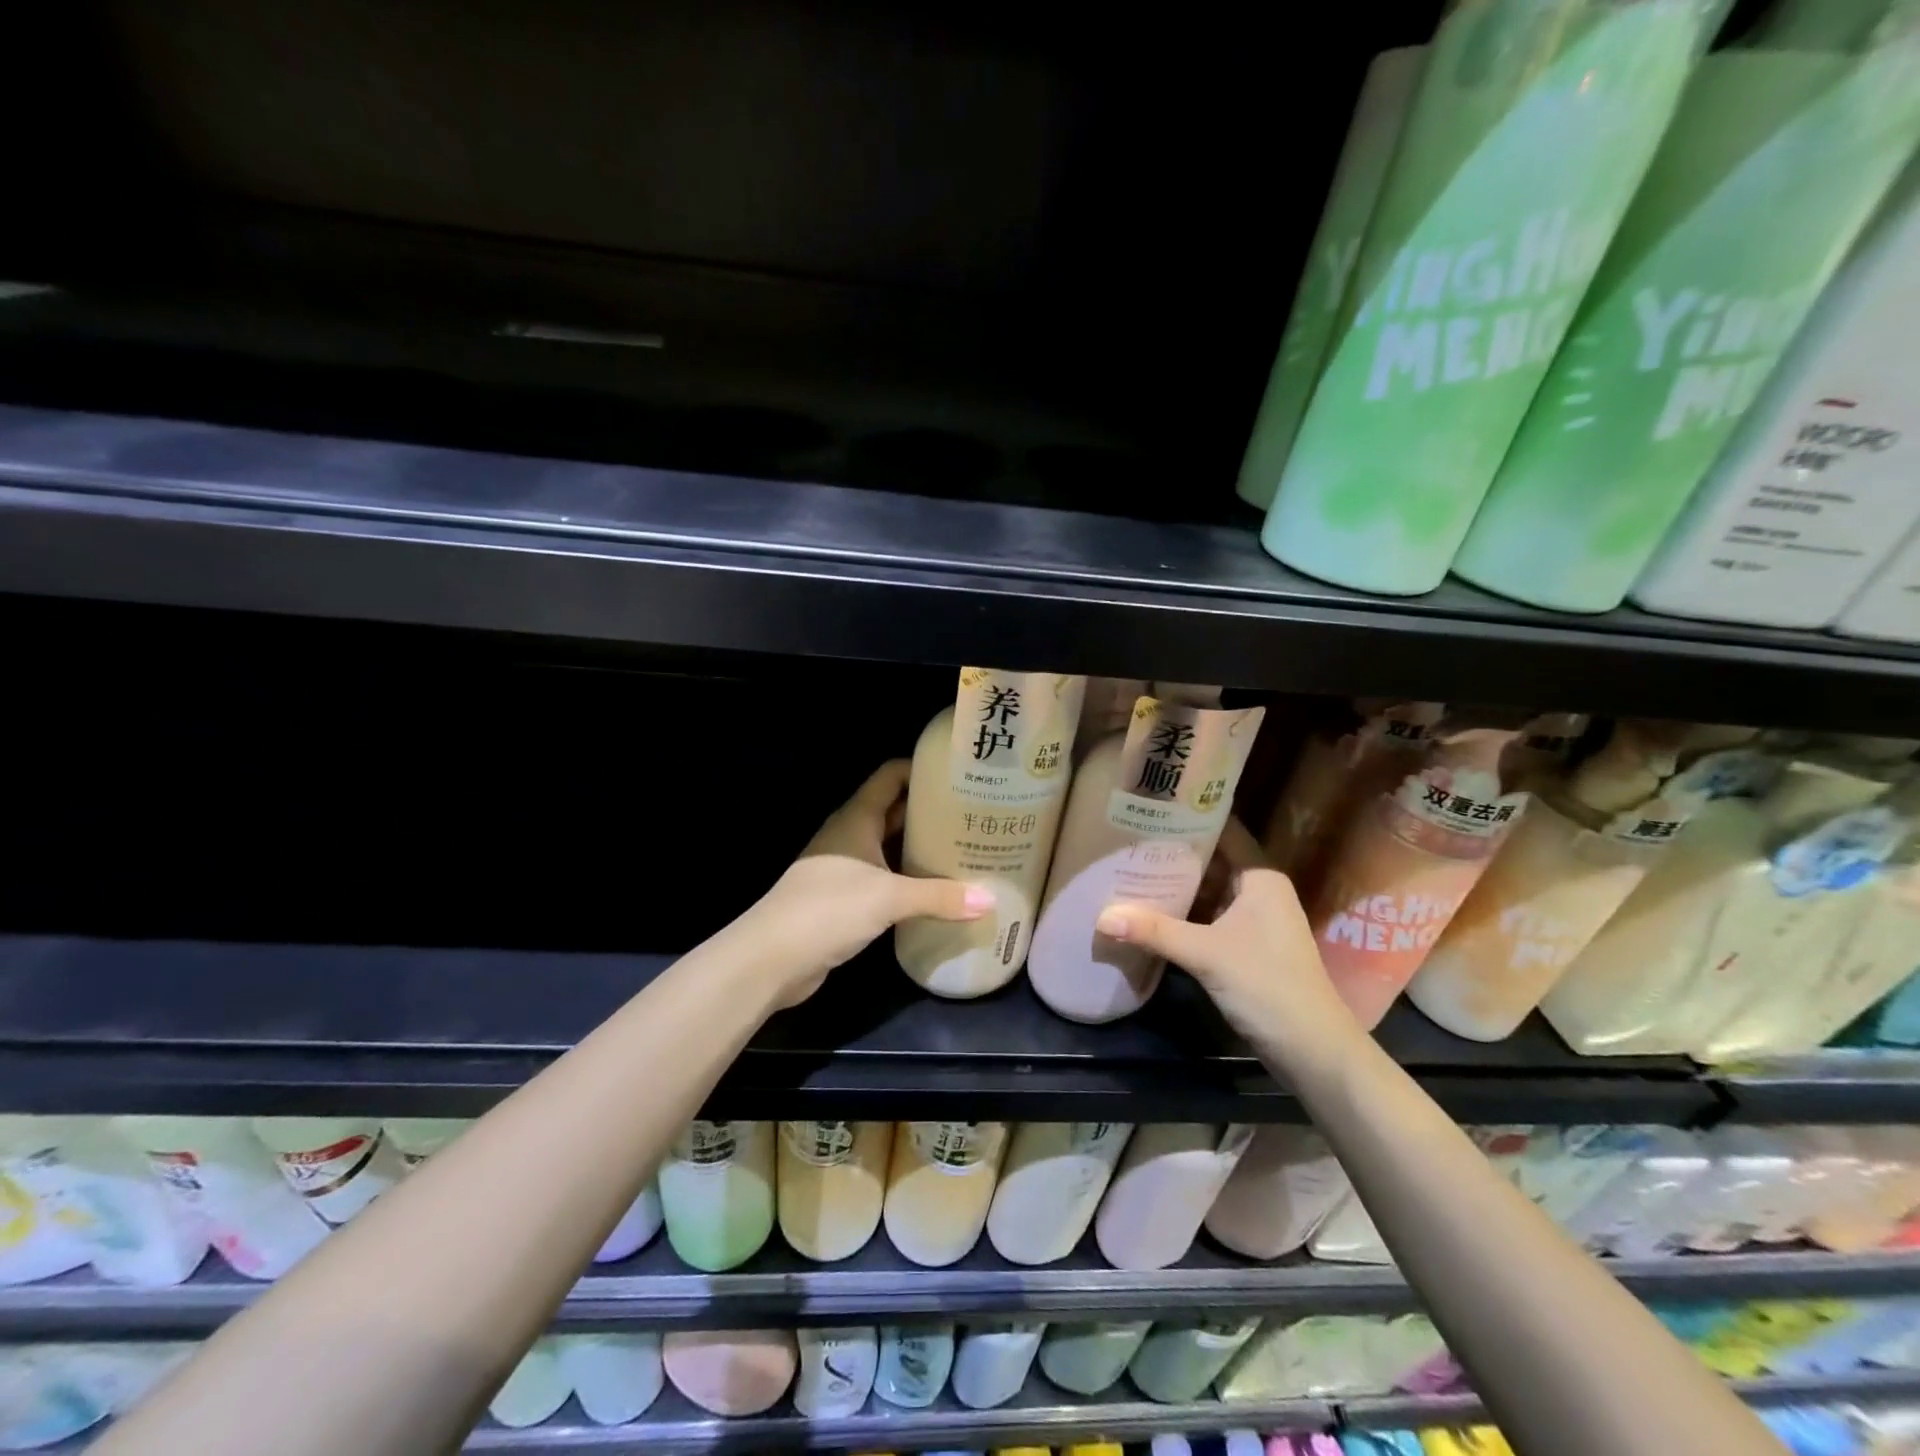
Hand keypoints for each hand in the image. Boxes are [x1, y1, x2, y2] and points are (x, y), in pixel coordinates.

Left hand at [745, 761, 989, 1008]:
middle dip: (931, 811)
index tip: (961, 775)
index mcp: (857, 818)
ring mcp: (846, 866)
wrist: (771, 958)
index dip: (922, 770)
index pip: (891, 776)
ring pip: (891, 846)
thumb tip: (990, 899)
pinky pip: (885, 877)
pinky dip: (909, 878)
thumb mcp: (888, 898)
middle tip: (975, 816)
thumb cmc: (828, 909)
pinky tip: (938, 890)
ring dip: (921, 847)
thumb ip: (939, 897)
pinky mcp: (845, 897)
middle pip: (895, 811)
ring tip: (967, 849)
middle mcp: (851, 835)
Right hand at [1094, 817, 1360, 1058]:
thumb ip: (1154, 932)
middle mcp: (1259, 891)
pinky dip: (1182, 912)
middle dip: (1171, 852)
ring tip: (1128, 867)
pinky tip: (1148, 909)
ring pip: (1207, 890)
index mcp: (1261, 878)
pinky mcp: (1245, 946)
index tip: (1150, 805)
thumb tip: (1101, 917)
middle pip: (1211, 860)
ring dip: (1174, 884)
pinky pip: (1207, 916)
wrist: (1311, 1050)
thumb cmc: (1267, 986)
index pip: (1223, 831)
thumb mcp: (1206, 954)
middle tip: (1126, 837)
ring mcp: (1253, 920)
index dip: (1189, 816)